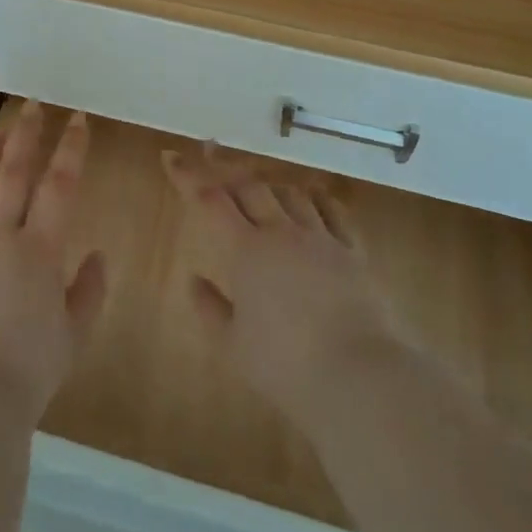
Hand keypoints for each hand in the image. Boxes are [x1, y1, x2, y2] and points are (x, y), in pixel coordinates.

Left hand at [0, 101, 107, 426]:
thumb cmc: (29, 371)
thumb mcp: (73, 336)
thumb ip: (89, 291)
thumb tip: (98, 255)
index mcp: (39, 251)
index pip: (59, 186)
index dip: (70, 149)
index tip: (75, 119)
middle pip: (12, 174)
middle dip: (25, 136)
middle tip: (31, 107)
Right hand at [163, 148, 402, 431]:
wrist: (360, 375)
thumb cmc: (286, 365)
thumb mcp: (233, 346)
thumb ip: (210, 308)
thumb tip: (194, 280)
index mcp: (246, 251)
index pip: (210, 201)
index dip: (188, 177)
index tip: (171, 156)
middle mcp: (281, 233)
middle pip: (251, 187)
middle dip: (228, 172)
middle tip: (213, 164)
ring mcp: (320, 239)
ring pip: (290, 193)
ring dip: (269, 186)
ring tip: (260, 188)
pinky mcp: (353, 251)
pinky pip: (332, 211)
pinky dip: (314, 198)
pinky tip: (310, 198)